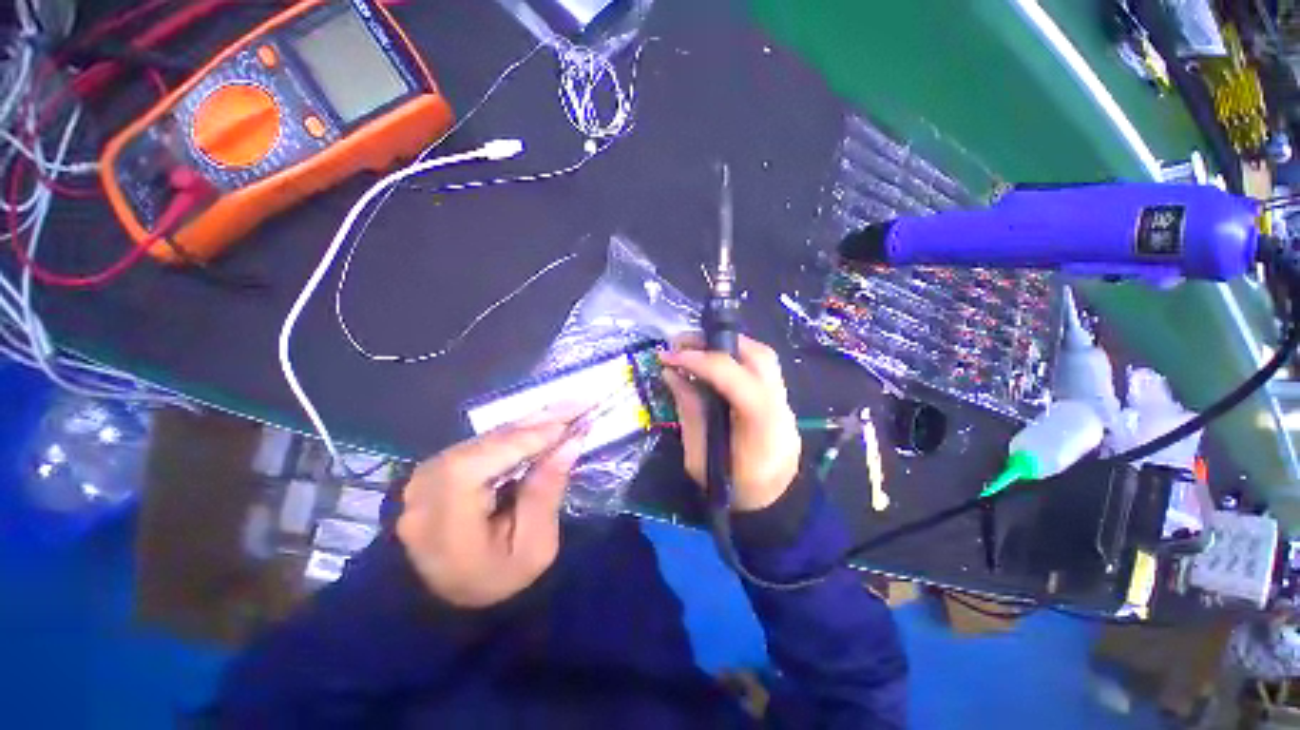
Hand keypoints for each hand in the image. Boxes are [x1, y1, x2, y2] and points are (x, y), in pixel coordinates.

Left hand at [396, 414, 581, 607]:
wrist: (448, 600)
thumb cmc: (496, 581)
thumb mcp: (533, 547)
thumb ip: (547, 492)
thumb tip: (570, 442)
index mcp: (444, 518)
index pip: (485, 462)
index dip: (529, 438)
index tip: (571, 421)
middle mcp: (426, 488)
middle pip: (487, 442)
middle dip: (537, 422)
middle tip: (577, 403)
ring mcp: (427, 475)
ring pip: (486, 437)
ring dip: (529, 424)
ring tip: (566, 409)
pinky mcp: (436, 469)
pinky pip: (482, 443)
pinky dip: (515, 433)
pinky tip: (542, 423)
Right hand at [660, 335, 800, 511]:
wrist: (774, 505)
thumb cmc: (733, 489)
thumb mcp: (699, 458)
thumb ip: (689, 411)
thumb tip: (671, 373)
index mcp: (761, 427)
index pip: (735, 378)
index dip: (700, 361)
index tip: (668, 357)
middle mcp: (780, 406)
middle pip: (758, 356)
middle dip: (717, 342)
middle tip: (682, 343)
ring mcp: (786, 401)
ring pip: (763, 356)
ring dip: (727, 346)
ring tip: (695, 348)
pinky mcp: (781, 400)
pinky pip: (760, 367)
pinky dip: (735, 357)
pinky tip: (713, 363)